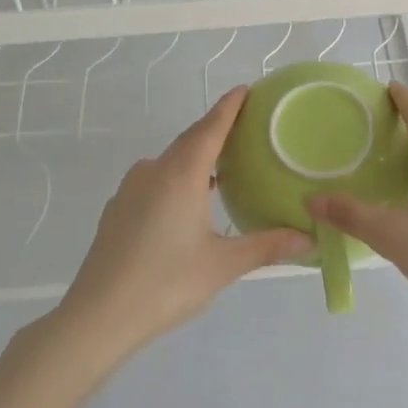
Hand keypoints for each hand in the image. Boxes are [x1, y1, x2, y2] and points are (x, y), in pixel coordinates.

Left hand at [52, 86, 311, 357]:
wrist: (97, 317)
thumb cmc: (166, 284)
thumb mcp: (223, 265)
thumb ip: (267, 246)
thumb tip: (309, 238)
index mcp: (181, 175)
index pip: (210, 128)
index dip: (229, 107)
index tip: (245, 90)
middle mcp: (153, 172)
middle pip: (190, 141)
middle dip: (216, 131)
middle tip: (246, 130)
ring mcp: (129, 190)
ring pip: (169, 162)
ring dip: (195, 158)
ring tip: (223, 169)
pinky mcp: (117, 210)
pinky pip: (154, 181)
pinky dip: (176, 180)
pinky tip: (188, 204)